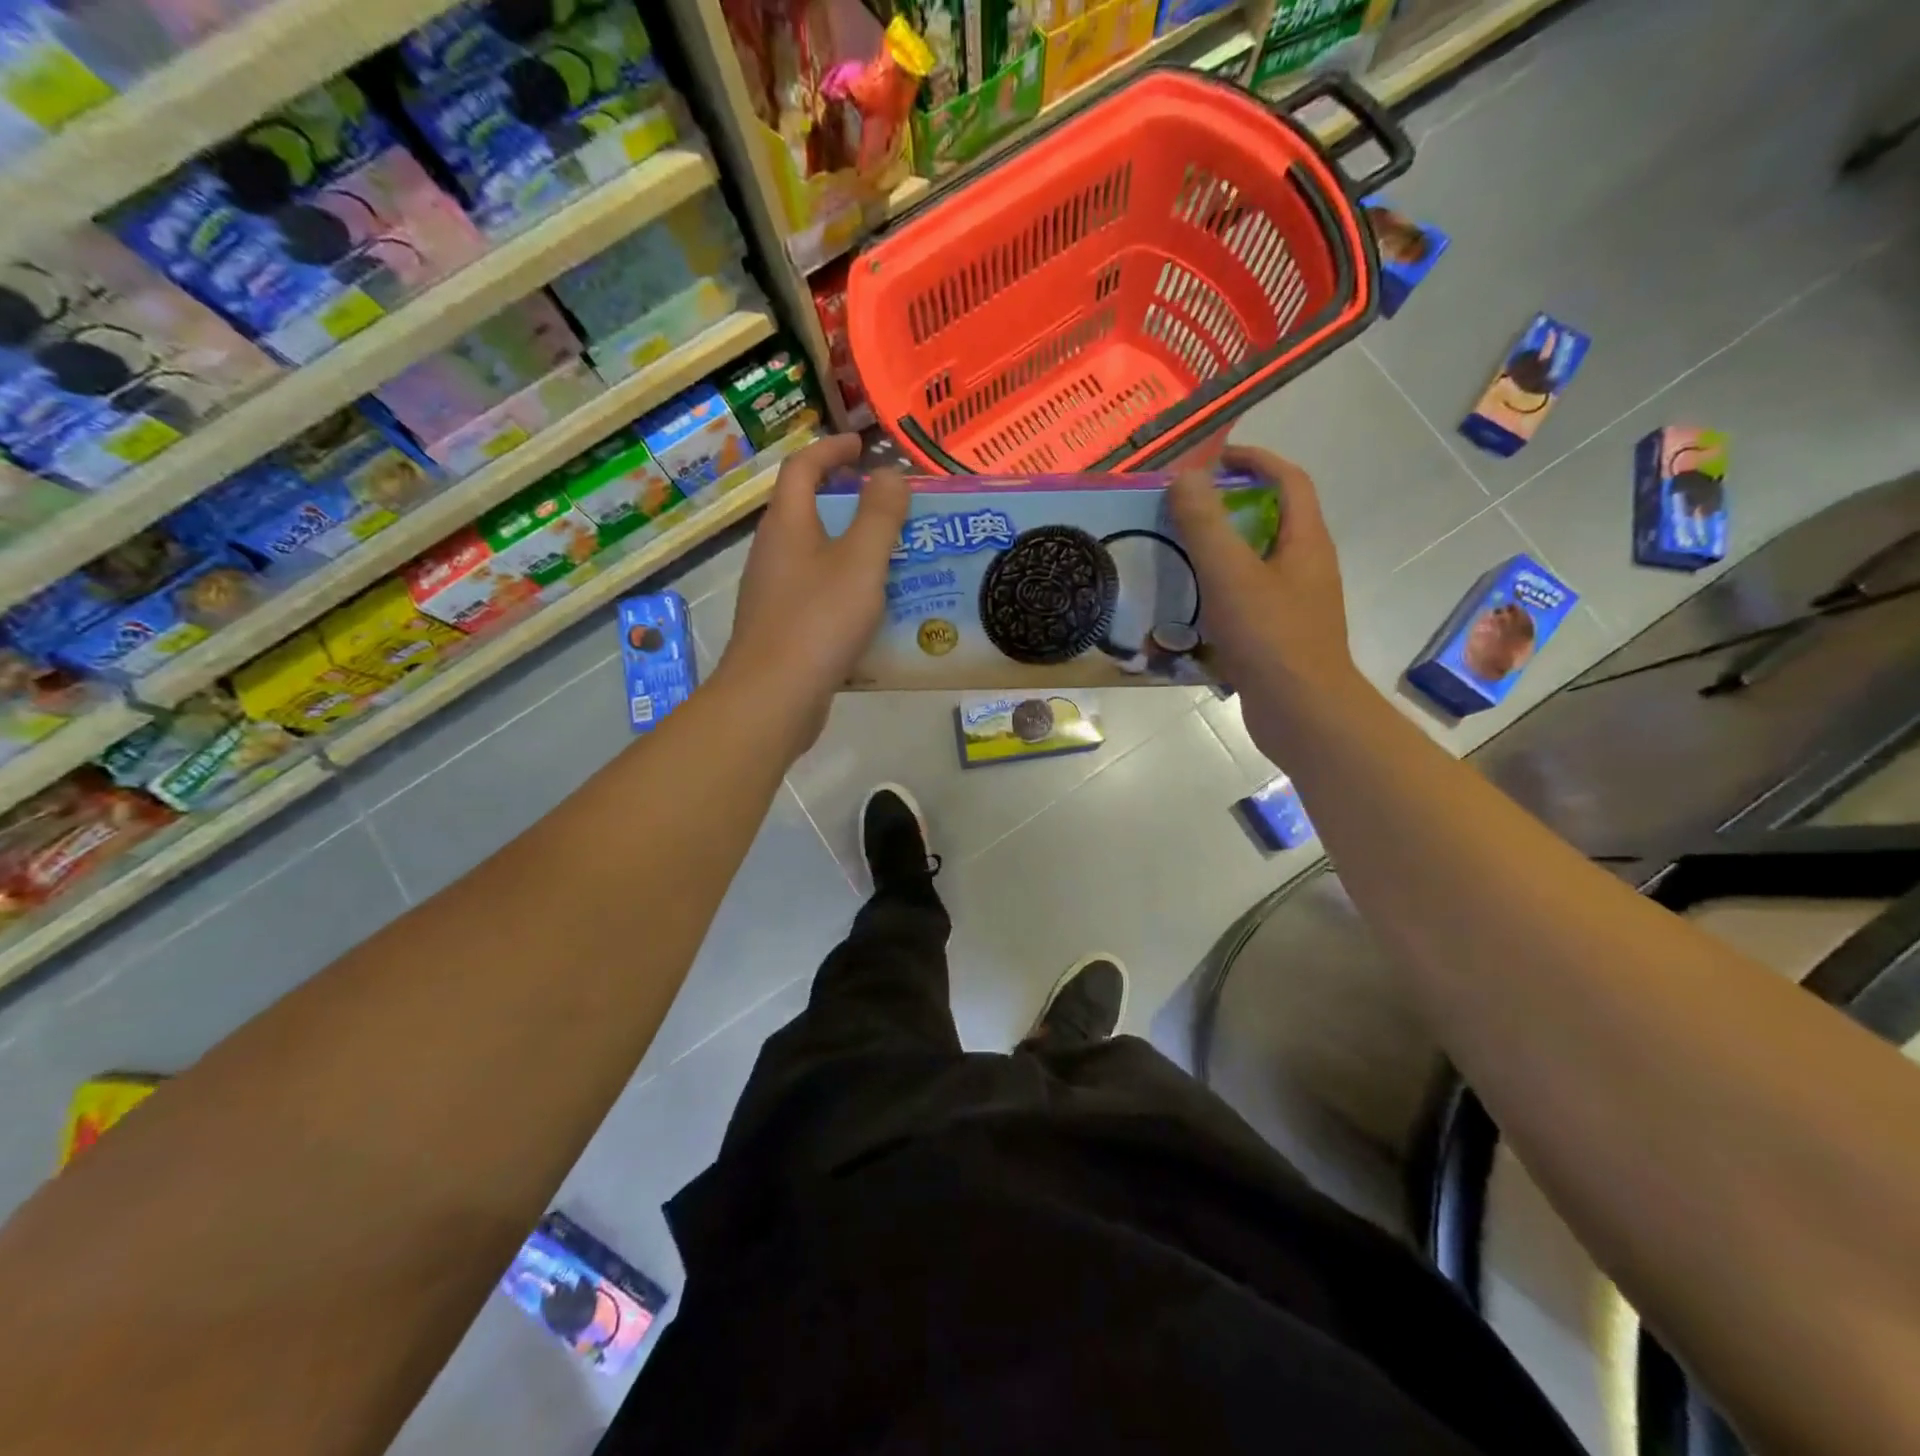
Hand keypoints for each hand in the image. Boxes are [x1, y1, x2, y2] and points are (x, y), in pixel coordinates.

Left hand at [717, 434, 907, 752]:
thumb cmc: (818, 622)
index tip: (862, 445)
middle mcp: (773, 552)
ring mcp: (773, 592)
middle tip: (892, 509)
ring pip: (815, 556)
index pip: (802, 467)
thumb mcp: (860, 562)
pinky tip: (875, 611)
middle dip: (849, 502)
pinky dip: (846, 588)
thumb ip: (880, 515)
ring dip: (851, 549)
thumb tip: (890, 473)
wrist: (772, 697)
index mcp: (787, 524)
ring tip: (894, 559)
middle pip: (807, 510)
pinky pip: (818, 593)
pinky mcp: (782, 628)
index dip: (832, 450)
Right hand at [1168, 445, 1359, 760]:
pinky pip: (1244, 603)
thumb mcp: (1229, 573)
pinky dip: (1216, 596)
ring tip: (1174, 558)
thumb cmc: (1270, 637)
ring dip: (1218, 555)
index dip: (1256, 460)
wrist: (1302, 713)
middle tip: (1182, 513)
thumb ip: (1205, 523)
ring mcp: (1293, 606)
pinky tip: (1184, 612)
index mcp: (1305, 542)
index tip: (1215, 460)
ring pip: (1254, 566)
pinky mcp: (1277, 638)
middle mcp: (1306, 568)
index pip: (1289, 481)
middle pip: (1269, 522)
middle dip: (1228, 509)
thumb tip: (1185, 477)